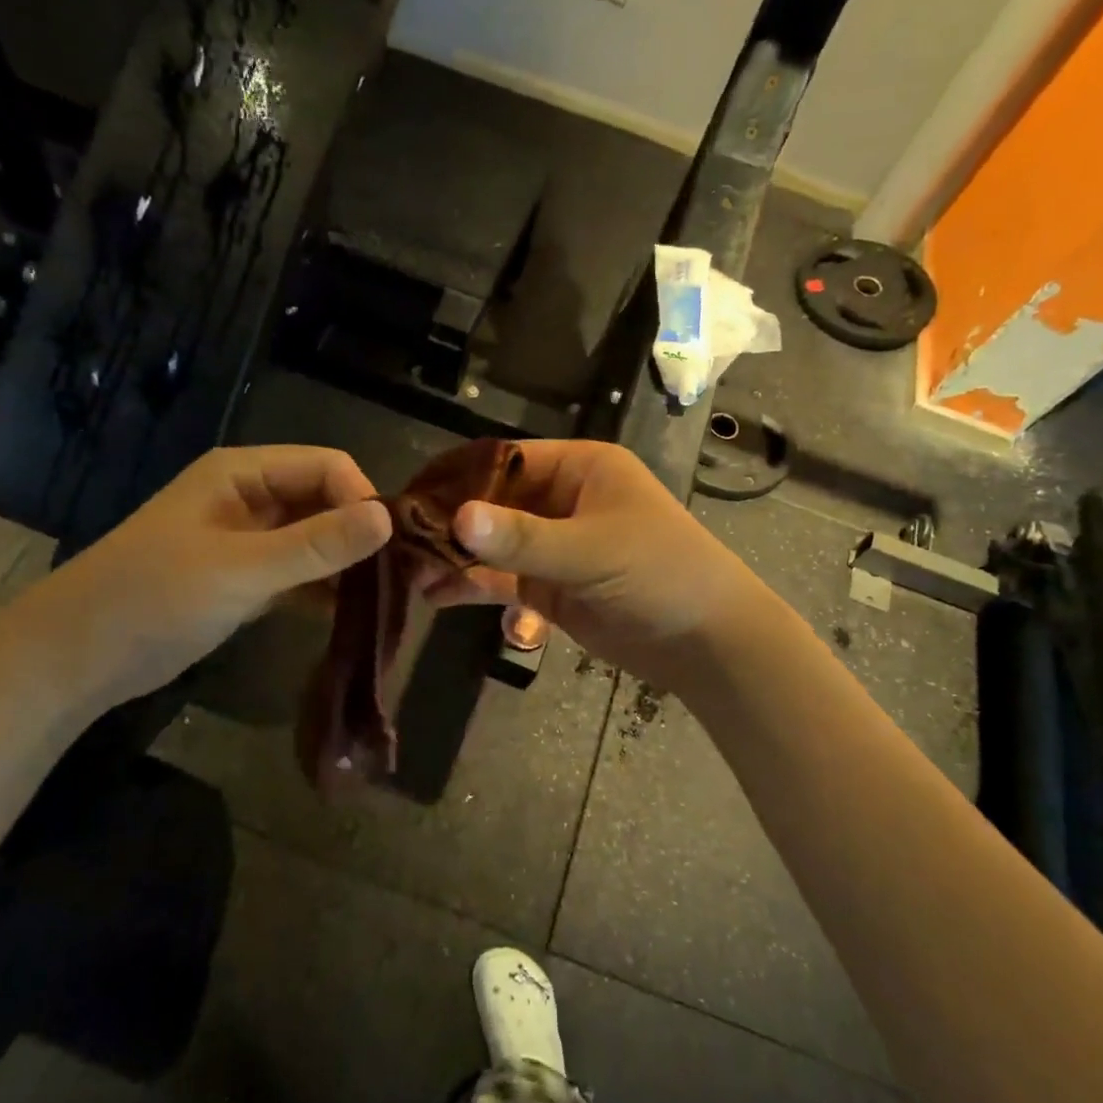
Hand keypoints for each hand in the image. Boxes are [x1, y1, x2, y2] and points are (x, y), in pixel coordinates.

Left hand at [4, 445, 390, 713]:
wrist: (80, 654)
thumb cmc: (154, 596)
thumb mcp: (241, 568)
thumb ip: (316, 545)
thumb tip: (388, 519)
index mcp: (242, 473)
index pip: (325, 466)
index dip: (361, 498)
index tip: (389, 545)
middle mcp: (249, 498)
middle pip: (323, 501)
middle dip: (358, 533)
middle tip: (398, 575)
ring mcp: (246, 541)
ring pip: (313, 540)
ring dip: (344, 564)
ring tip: (383, 597)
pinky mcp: (243, 580)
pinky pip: (297, 574)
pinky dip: (322, 590)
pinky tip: (349, 613)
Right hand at [431, 440, 767, 692]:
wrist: (706, 642)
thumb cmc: (661, 574)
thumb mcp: (592, 551)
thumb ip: (524, 538)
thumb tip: (457, 517)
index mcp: (579, 469)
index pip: (504, 460)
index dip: (458, 476)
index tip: (410, 496)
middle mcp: (561, 500)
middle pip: (492, 503)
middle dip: (448, 523)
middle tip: (397, 540)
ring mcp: (553, 546)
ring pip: (493, 544)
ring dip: (454, 557)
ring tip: (407, 574)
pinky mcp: (550, 587)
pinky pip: (502, 579)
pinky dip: (472, 586)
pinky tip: (436, 596)